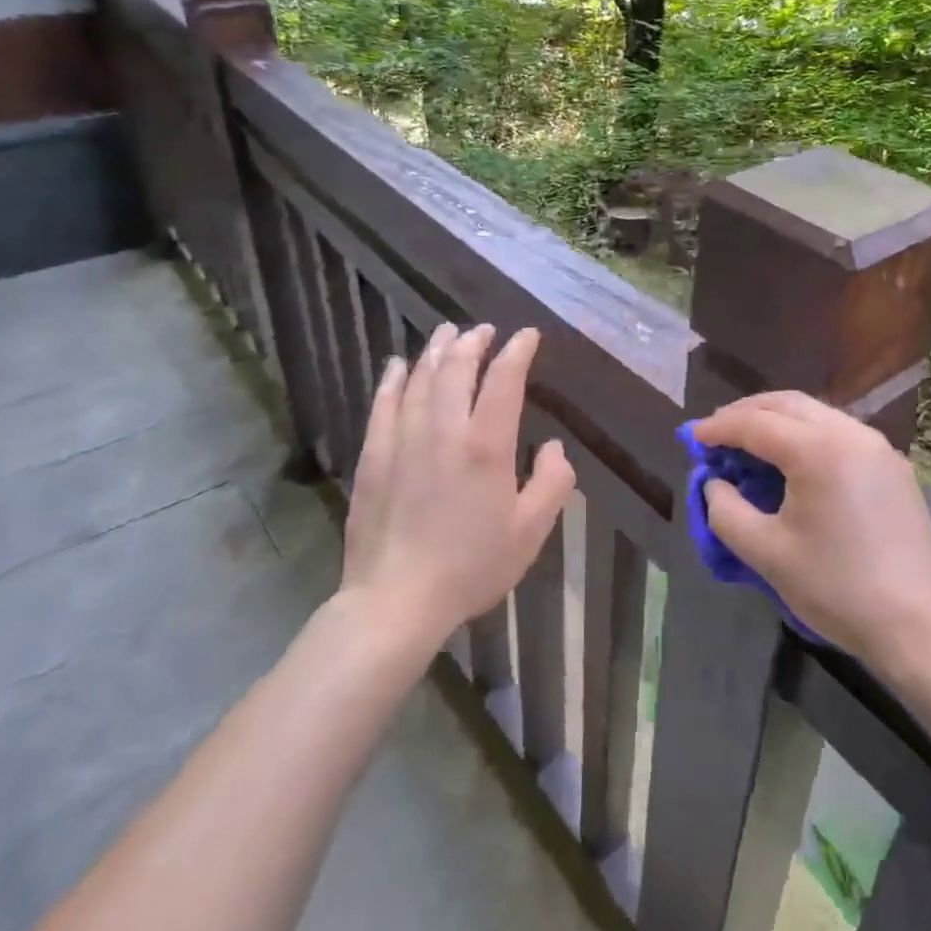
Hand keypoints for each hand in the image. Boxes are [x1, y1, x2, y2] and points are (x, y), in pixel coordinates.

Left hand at [341, 322, 575, 650]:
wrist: (397, 600)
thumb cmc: (471, 567)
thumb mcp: (530, 532)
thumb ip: (552, 484)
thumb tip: (556, 448)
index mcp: (487, 445)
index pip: (504, 379)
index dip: (517, 351)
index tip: (527, 335)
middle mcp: (444, 430)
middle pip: (458, 368)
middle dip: (474, 341)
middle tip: (484, 330)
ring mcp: (404, 438)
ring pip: (421, 378)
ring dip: (437, 350)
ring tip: (448, 333)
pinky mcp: (375, 455)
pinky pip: (384, 403)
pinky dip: (394, 378)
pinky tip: (399, 365)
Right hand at [693, 392, 930, 666]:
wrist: (919, 628)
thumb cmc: (837, 588)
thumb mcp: (766, 553)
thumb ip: (726, 511)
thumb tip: (715, 483)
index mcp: (818, 450)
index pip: (756, 424)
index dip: (719, 428)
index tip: (692, 438)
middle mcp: (850, 434)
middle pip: (787, 404)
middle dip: (746, 412)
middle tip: (716, 431)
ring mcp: (877, 447)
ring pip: (816, 413)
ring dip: (777, 419)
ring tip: (749, 440)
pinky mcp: (893, 466)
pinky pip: (838, 431)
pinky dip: (806, 433)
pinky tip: (792, 458)